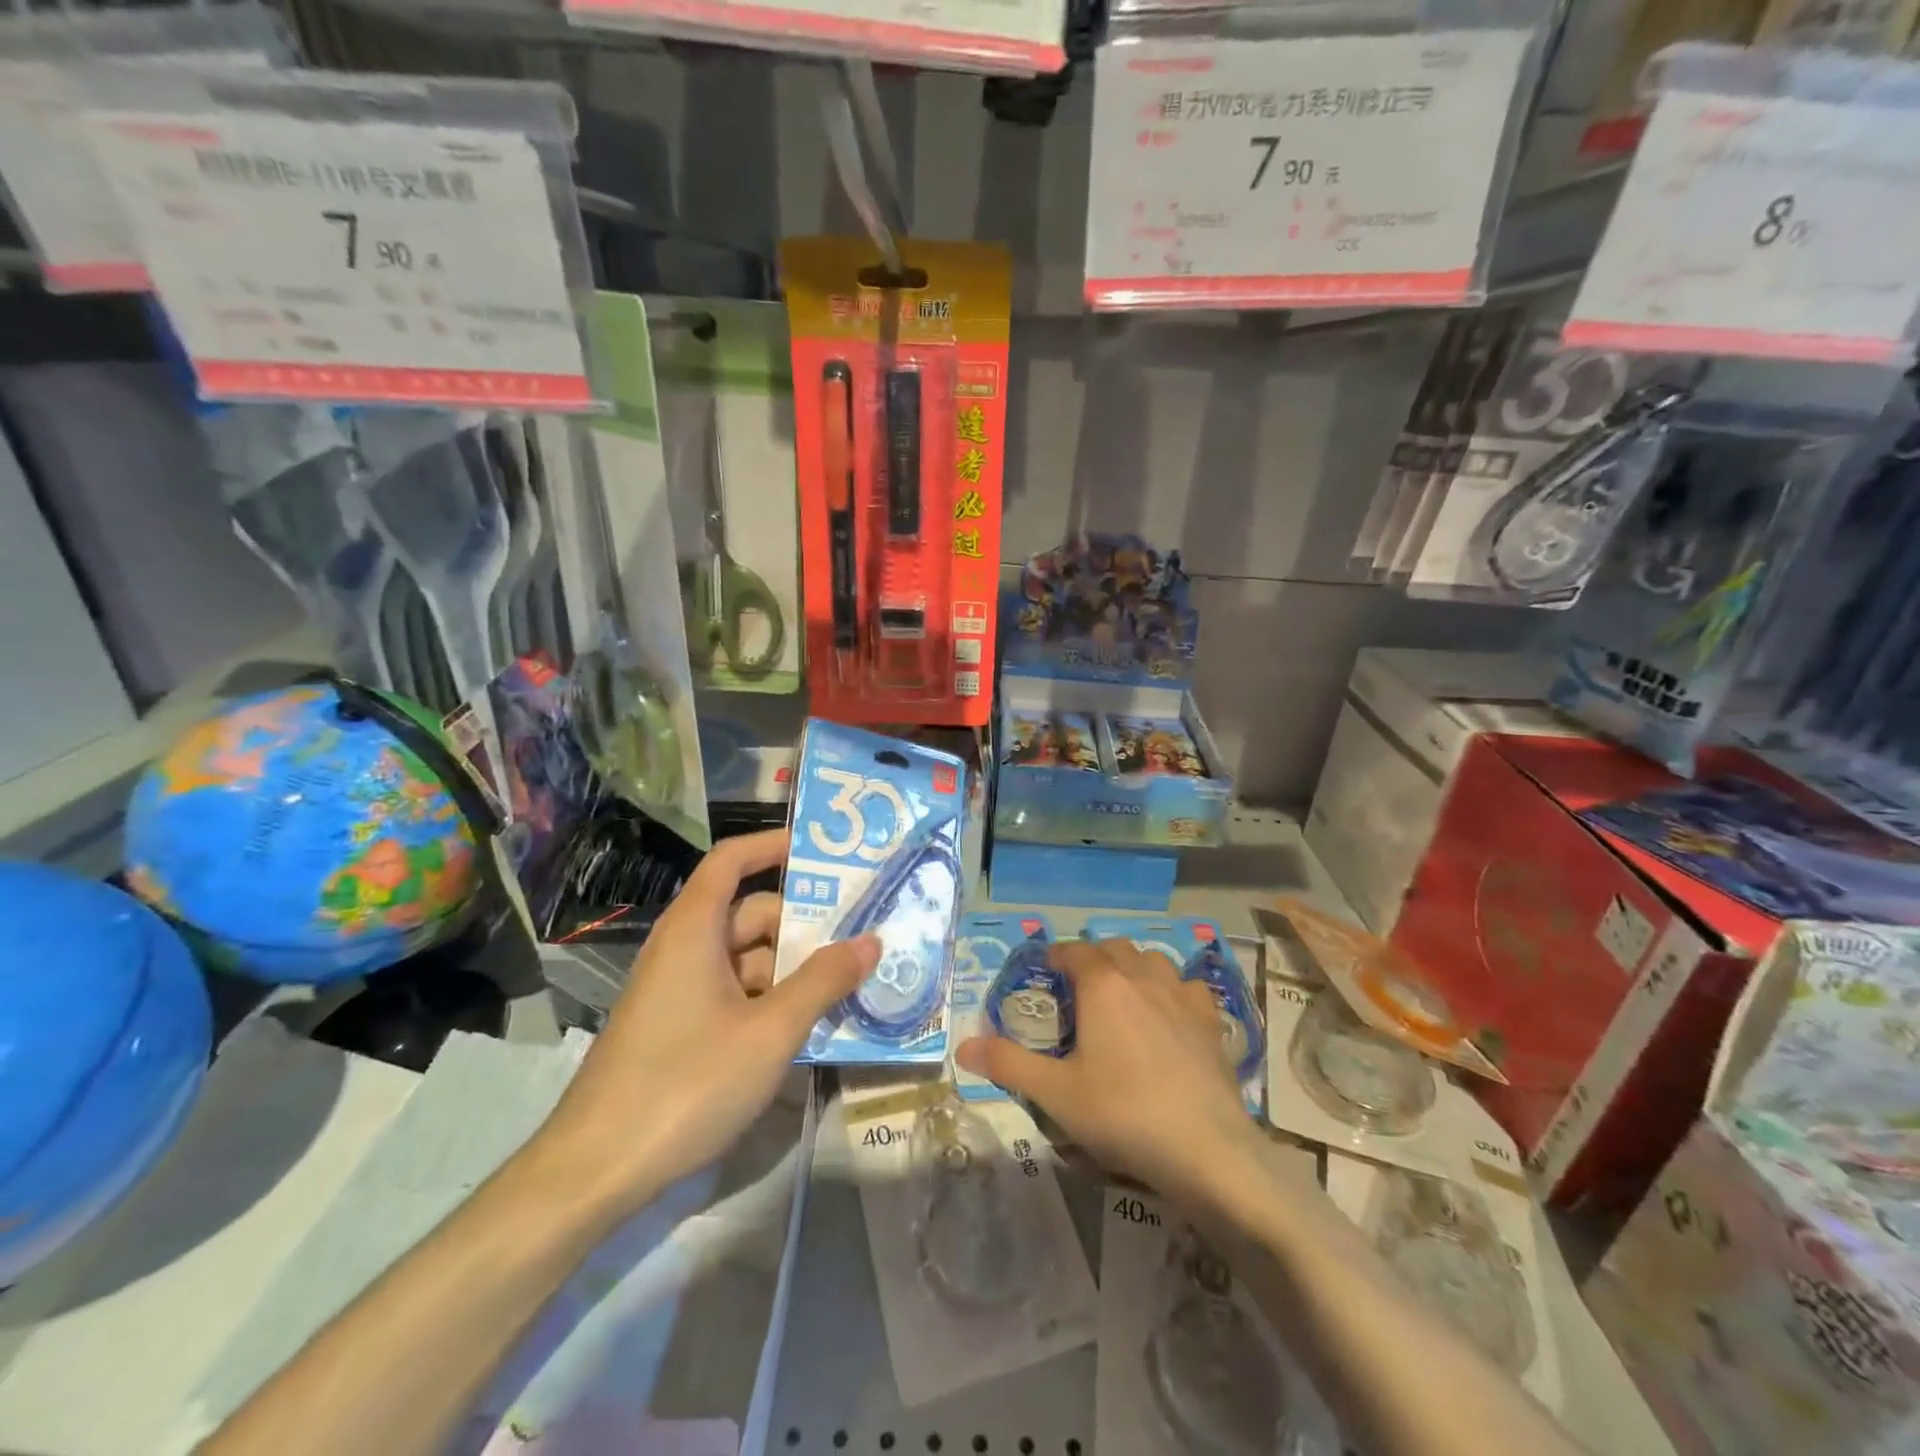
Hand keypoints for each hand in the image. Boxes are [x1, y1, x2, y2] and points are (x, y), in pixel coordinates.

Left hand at [532, 829, 879, 1218]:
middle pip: (750, 914)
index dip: (773, 846)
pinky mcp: (677, 1029)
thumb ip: (823, 982)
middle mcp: (683, 949)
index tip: (822, 851)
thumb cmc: (686, 1083)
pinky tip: (807, 1026)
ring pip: (746, 959)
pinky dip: (771, 999)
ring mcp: (678, 991)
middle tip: (862, 935)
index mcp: (694, 930)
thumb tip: (871, 940)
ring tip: (848, 985)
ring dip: (793, 968)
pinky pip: (734, 994)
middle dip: (804, 923)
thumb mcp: (770, 1031)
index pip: (732, 861)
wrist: (595, 1171)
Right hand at [955, 938, 1253, 1197]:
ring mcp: (1182, 996)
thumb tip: (964, 1047)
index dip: (1056, 955)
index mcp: (1103, 985)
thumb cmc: (1123, 1113)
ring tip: (1122, 994)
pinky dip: (1173, 990)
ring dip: (1133, 967)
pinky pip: (1188, 987)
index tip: (1044, 968)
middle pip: (1114, 948)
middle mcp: (1143, 977)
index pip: (1074, 951)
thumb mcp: (1056, 1093)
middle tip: (1077, 987)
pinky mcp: (1211, 1021)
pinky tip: (1170, 1014)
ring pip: (1153, 960)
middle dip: (1093, 958)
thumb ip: (1008, 1064)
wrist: (1206, 1149)